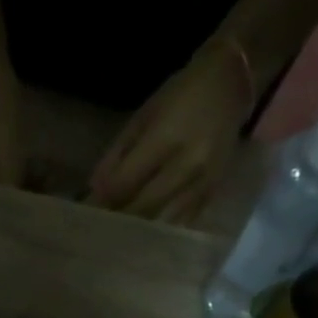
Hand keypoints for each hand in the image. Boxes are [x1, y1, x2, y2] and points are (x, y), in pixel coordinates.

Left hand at [88, 43, 251, 221]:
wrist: (231, 84)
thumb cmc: (182, 94)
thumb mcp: (144, 115)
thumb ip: (118, 154)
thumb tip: (94, 191)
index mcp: (166, 139)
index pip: (125, 183)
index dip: (103, 200)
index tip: (86, 210)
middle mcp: (186, 166)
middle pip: (141, 208)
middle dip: (118, 218)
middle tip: (100, 227)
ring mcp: (201, 185)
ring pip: (160, 222)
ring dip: (138, 230)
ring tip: (120, 234)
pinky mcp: (211, 195)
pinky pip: (180, 224)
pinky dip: (161, 229)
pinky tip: (147, 233)